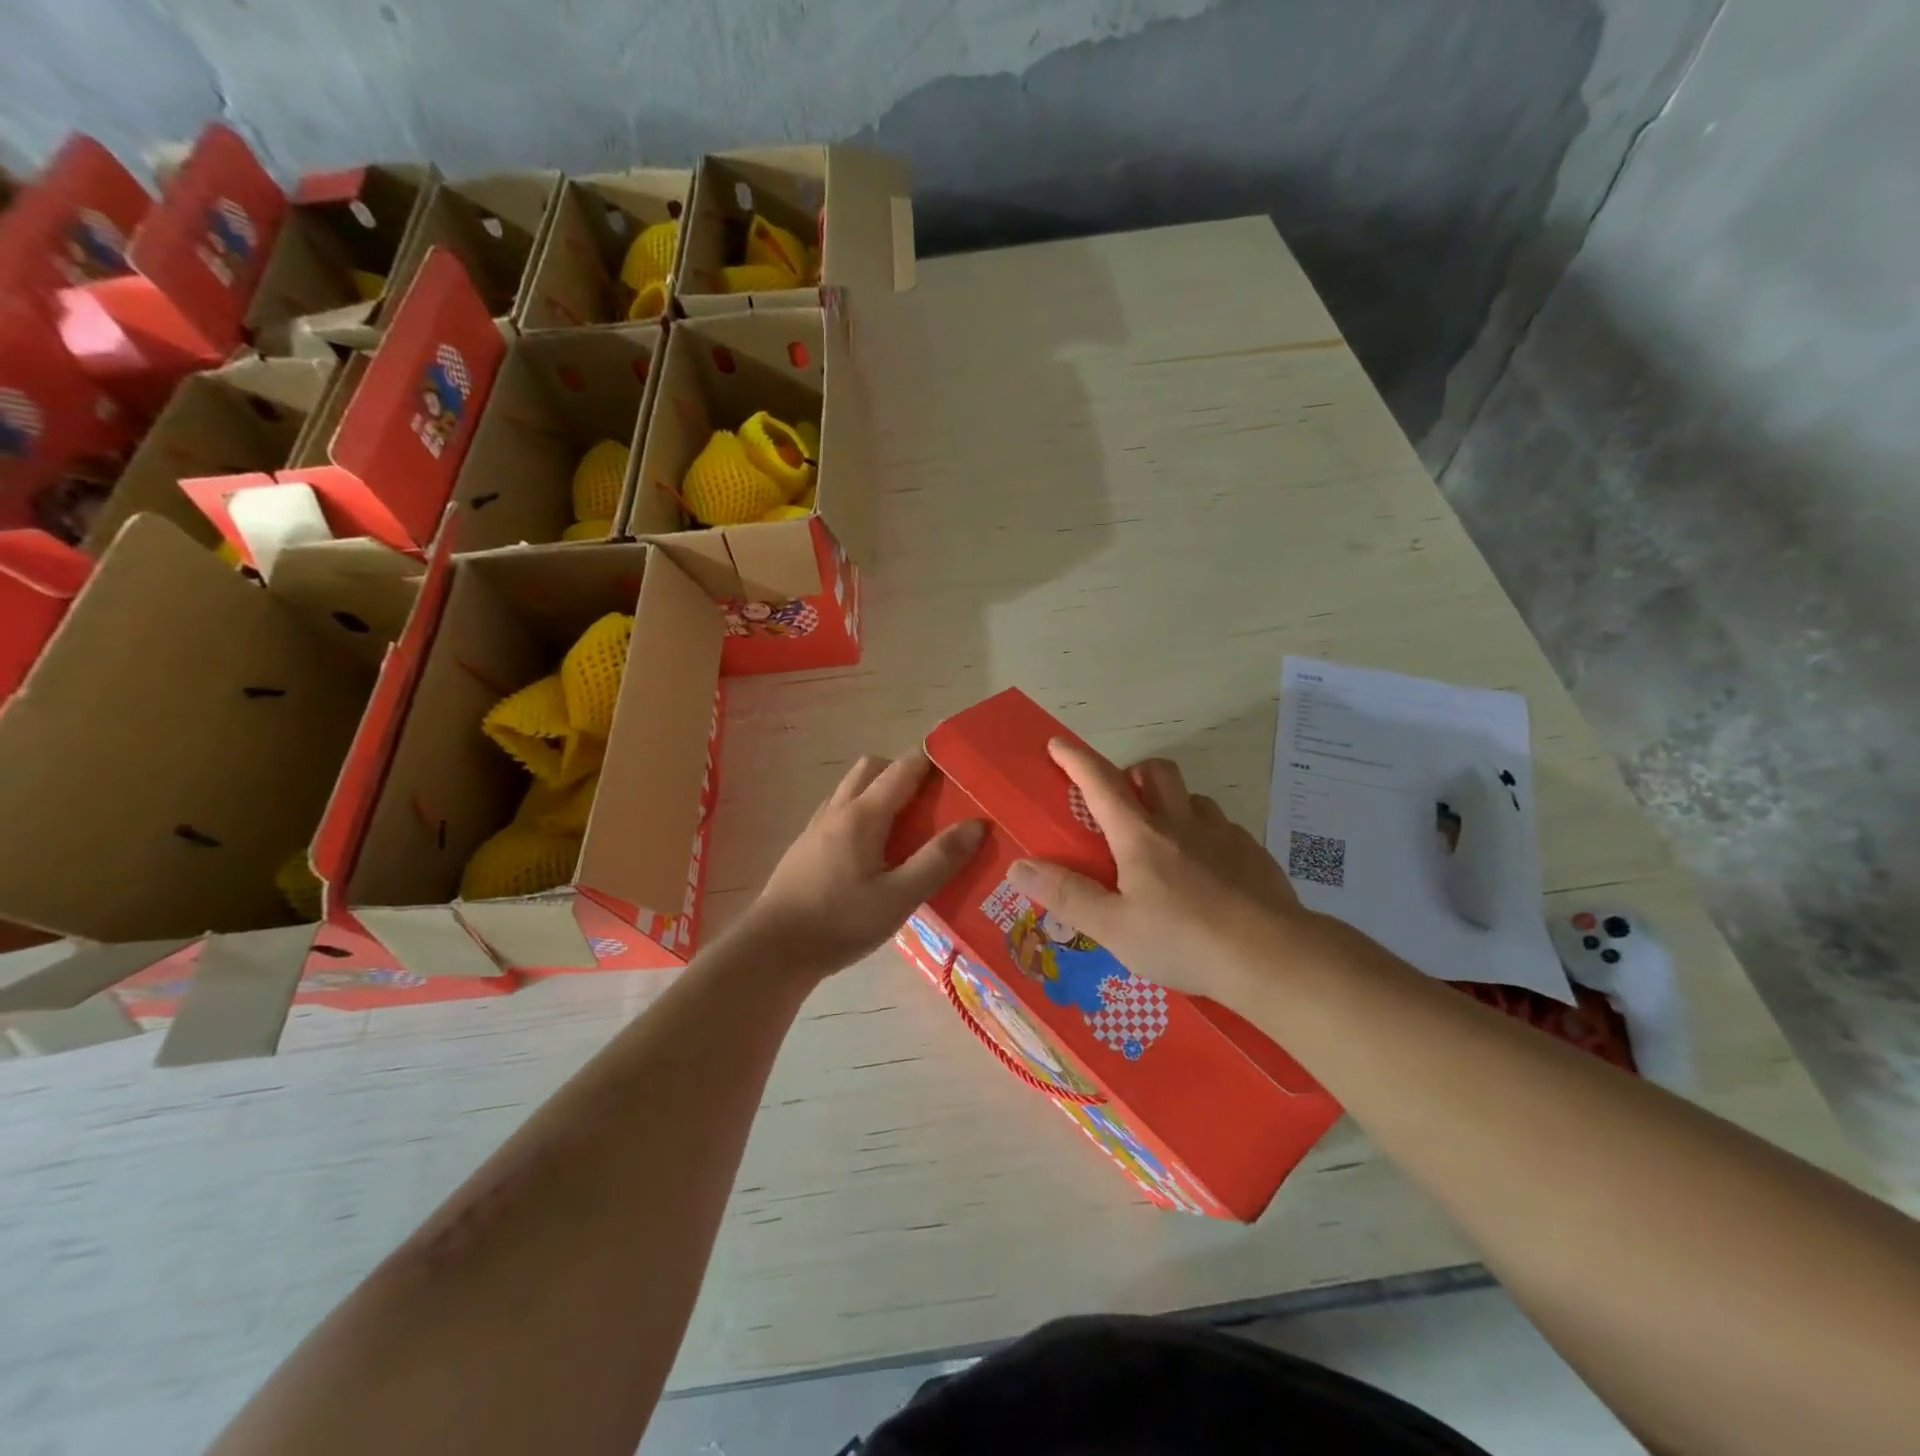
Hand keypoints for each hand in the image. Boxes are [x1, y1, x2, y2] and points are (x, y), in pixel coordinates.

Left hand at [740, 751, 984, 981]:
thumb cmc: (839, 923)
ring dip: (880, 791)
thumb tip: (976, 825)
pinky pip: (839, 812)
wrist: (773, 951)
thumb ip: (938, 861)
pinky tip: (873, 851)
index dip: (931, 759)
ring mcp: (816, 828)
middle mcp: (837, 811)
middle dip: (903, 771)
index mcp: (862, 815)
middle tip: (932, 800)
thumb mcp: (898, 898)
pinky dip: (862, 813)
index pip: (902, 768)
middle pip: (872, 768)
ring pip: (852, 789)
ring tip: (907, 825)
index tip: (959, 766)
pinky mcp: (805, 848)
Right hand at [1007, 740, 1310, 1004]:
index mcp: (1141, 836)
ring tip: (1165, 842)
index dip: (1076, 760)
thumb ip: (1066, 895)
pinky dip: (1205, 836)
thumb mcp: (1113, 927)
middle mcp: (1183, 823)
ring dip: (1173, 805)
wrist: (1273, 957)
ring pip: (1194, 799)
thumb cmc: (1184, 941)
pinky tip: (1207, 874)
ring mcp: (1223, 836)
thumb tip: (1018, 866)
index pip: (1101, 784)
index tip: (1057, 743)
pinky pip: (1223, 829)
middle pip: (1157, 772)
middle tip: (1122, 801)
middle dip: (1134, 773)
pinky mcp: (1254, 855)